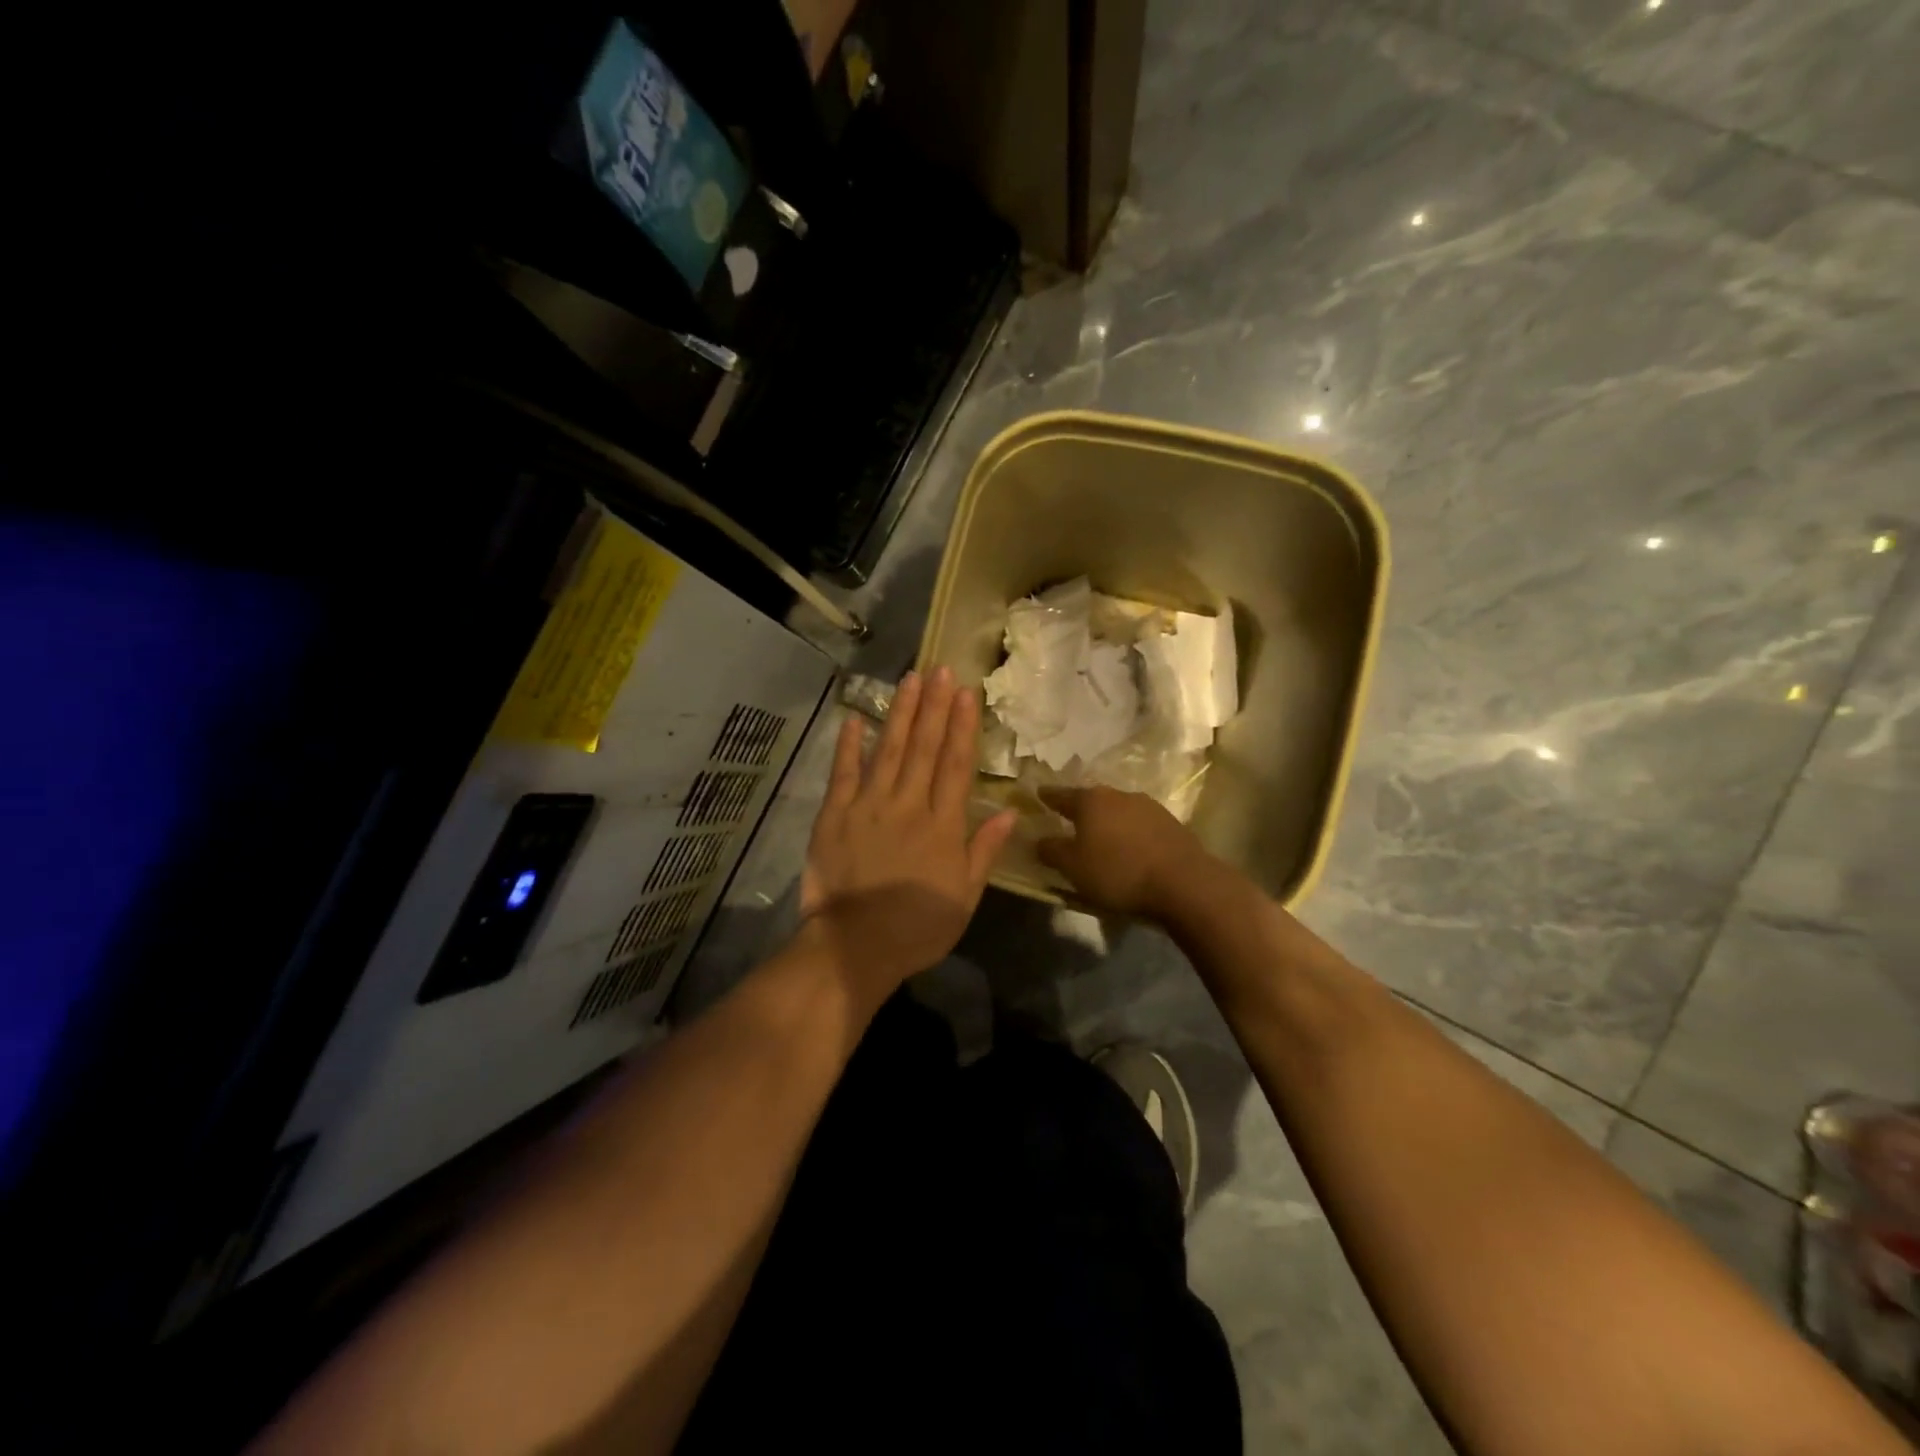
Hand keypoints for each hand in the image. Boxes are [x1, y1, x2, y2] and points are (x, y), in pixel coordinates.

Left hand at [799, 666, 1017, 994]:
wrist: (856, 946)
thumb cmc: (918, 927)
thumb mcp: (965, 897)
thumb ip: (984, 851)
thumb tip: (1010, 812)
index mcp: (942, 825)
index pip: (956, 765)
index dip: (963, 726)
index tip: (966, 693)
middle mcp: (908, 805)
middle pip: (925, 748)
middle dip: (935, 706)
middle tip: (941, 669)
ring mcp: (868, 806)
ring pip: (889, 750)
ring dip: (901, 713)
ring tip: (910, 679)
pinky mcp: (835, 815)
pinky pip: (844, 773)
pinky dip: (849, 745)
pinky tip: (857, 718)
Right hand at [1036, 785, 1213, 918]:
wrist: (1183, 882)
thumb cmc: (1118, 872)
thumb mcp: (1073, 867)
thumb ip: (1052, 851)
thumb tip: (1038, 840)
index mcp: (1090, 801)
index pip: (1061, 795)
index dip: (1048, 797)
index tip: (1039, 794)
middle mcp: (1118, 795)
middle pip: (1092, 800)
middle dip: (1080, 809)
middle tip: (1069, 819)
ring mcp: (1148, 806)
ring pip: (1118, 810)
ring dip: (1108, 821)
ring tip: (1101, 837)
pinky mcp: (1170, 823)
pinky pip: (1139, 824)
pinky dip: (1129, 832)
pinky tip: (1129, 848)